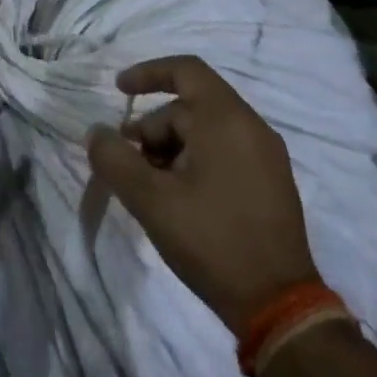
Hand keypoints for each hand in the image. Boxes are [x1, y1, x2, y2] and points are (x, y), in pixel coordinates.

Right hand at [87, 55, 318, 335]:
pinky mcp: (271, 184)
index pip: (185, 70)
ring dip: (170, 149)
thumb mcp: (149, 199)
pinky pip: (224, 152)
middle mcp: (252, 128)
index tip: (118, 91)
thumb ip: (114, 158)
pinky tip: (178, 199)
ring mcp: (267, 157)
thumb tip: (97, 133)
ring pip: (205, 132)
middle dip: (152, 129)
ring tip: (150, 188)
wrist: (279, 306)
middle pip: (189, 107)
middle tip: (129, 165)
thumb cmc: (211, 240)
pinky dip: (193, 161)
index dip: (147, 72)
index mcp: (227, 120)